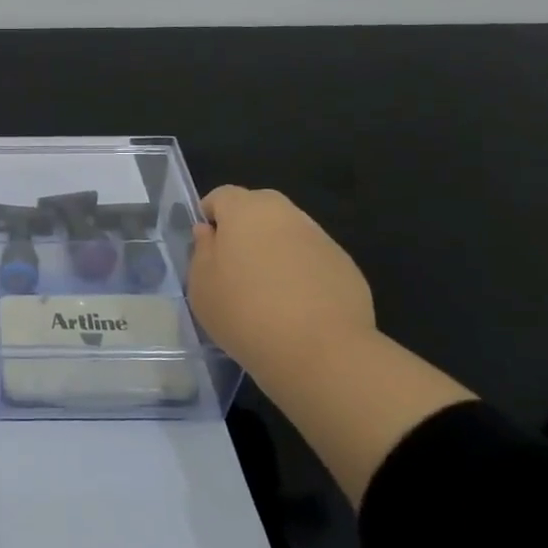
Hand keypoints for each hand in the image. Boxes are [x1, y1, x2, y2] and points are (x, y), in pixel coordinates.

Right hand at [188, 187, 376, 372]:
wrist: (320, 351)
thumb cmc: (245, 313)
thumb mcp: (201, 286)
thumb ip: (202, 251)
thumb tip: (209, 233)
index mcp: (246, 210)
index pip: (222, 195)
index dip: (210, 216)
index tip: (206, 247)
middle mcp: (286, 214)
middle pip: (258, 208)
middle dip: (244, 229)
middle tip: (234, 268)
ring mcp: (321, 238)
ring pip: (288, 234)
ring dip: (274, 251)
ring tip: (267, 292)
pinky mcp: (346, 266)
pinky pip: (312, 260)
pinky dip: (301, 273)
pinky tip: (297, 308)